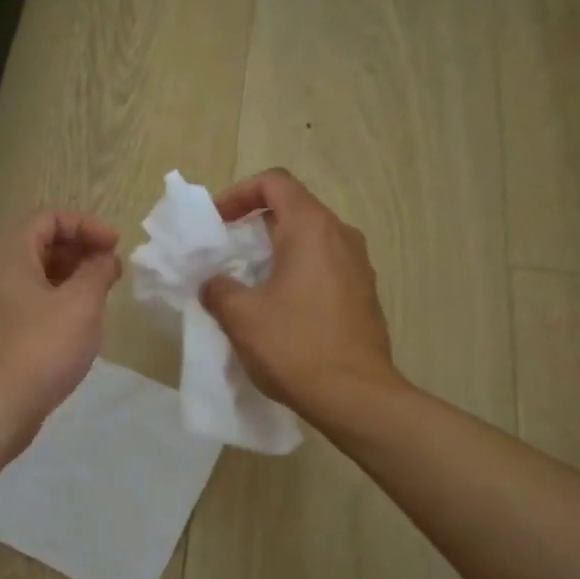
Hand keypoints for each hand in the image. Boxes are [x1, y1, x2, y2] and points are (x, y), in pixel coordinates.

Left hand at [0, 211, 120, 440]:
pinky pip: (37, 306)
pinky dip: (62, 305)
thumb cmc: (41, 347)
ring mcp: (0, 308)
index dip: (84, 224)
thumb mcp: (81, 304)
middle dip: (81, 250)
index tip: (114, 246)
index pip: (47, 218)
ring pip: (40, 278)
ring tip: (103, 297)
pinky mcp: (6, 337)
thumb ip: (97, 272)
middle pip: (42, 246)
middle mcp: (1, 276)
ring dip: (74, 279)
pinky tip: (83, 326)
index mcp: (14, 257)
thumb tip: (105, 258)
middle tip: (112, 270)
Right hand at [200, 169, 399, 416]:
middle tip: (226, 253)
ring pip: (311, 241)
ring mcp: (358, 265)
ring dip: (276, 252)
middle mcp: (341, 236)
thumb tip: (215, 284)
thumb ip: (218, 288)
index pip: (275, 183)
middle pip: (294, 209)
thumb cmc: (295, 346)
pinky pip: (325, 267)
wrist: (355, 395)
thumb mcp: (241, 316)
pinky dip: (297, 273)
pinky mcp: (363, 294)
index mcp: (312, 228)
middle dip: (254, 225)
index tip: (217, 223)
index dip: (239, 193)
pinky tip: (279, 308)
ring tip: (249, 283)